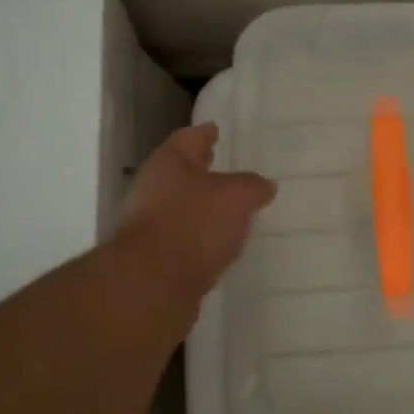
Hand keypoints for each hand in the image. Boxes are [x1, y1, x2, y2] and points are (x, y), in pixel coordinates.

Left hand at [115, 123, 275, 304]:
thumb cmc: (195, 223)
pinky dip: (199, 231)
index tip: (217, 129)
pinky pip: (183, 233)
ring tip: (229, 204)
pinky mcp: (154, 254)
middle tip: (223, 163)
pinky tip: (219, 238)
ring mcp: (149, 222)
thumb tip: (264, 186)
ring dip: (202, 202)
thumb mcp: (238, 196)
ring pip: (181, 203)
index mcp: (169, 162)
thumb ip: (253, 185)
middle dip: (202, 168)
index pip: (189, 137)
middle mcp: (153, 186)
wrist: (154, 284)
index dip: (205, 133)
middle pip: (181, 170)